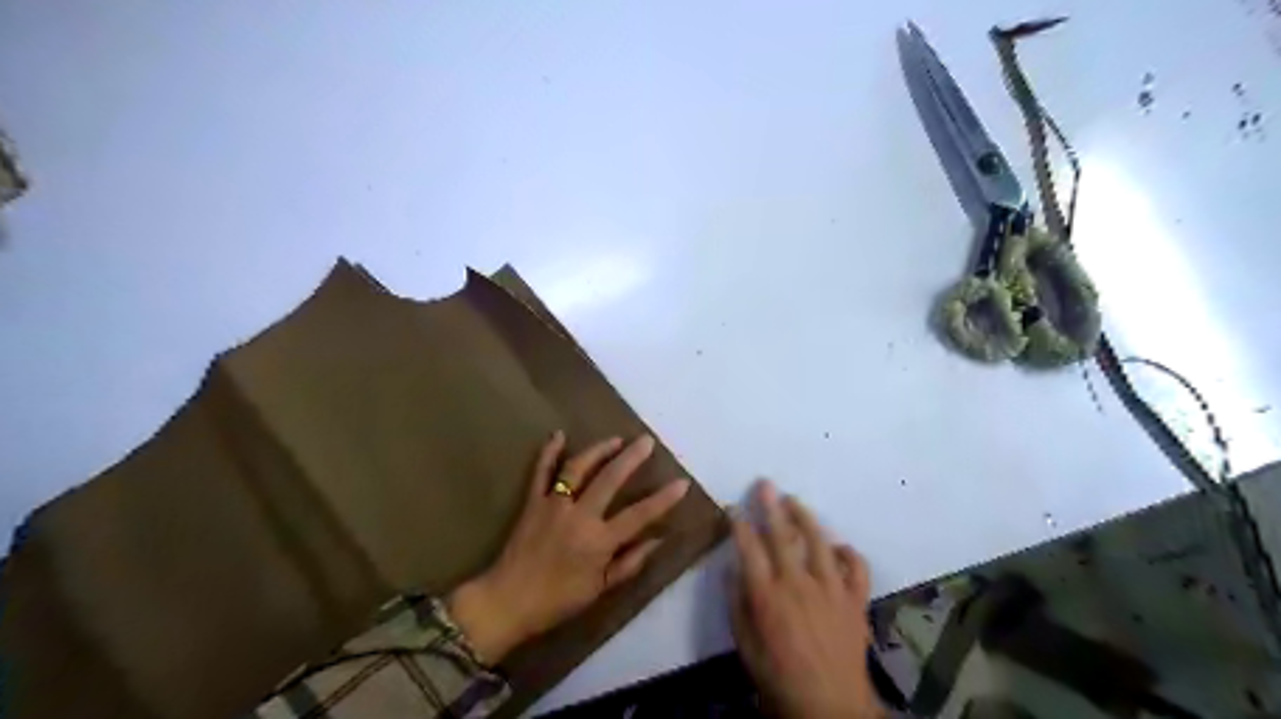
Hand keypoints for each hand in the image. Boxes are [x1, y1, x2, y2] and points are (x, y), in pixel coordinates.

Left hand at [450, 432, 690, 661]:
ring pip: (577, 468)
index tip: (682, 482)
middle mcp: (579, 516)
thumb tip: (657, 539)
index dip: (663, 499)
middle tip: (646, 441)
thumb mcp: (599, 588)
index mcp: (599, 540)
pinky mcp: (532, 502)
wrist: (507, 601)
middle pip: (609, 479)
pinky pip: (540, 472)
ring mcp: (553, 505)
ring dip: (598, 450)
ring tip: (615, 439)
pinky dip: (548, 452)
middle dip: (631, 458)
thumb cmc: (558, 600)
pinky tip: (558, 434)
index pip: (638, 515)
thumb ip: (630, 562)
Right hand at [731, 482, 882, 718]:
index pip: (749, 548)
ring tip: (795, 501)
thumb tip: (732, 569)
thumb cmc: (779, 678)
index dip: (739, 524)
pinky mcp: (855, 600)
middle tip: (765, 484)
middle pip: (783, 536)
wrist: (830, 707)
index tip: (733, 507)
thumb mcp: (745, 646)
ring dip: (806, 518)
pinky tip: (839, 547)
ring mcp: (831, 589)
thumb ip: (737, 604)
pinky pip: (856, 568)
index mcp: (768, 595)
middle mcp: (799, 584)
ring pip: (819, 542)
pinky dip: (849, 553)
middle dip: (771, 507)